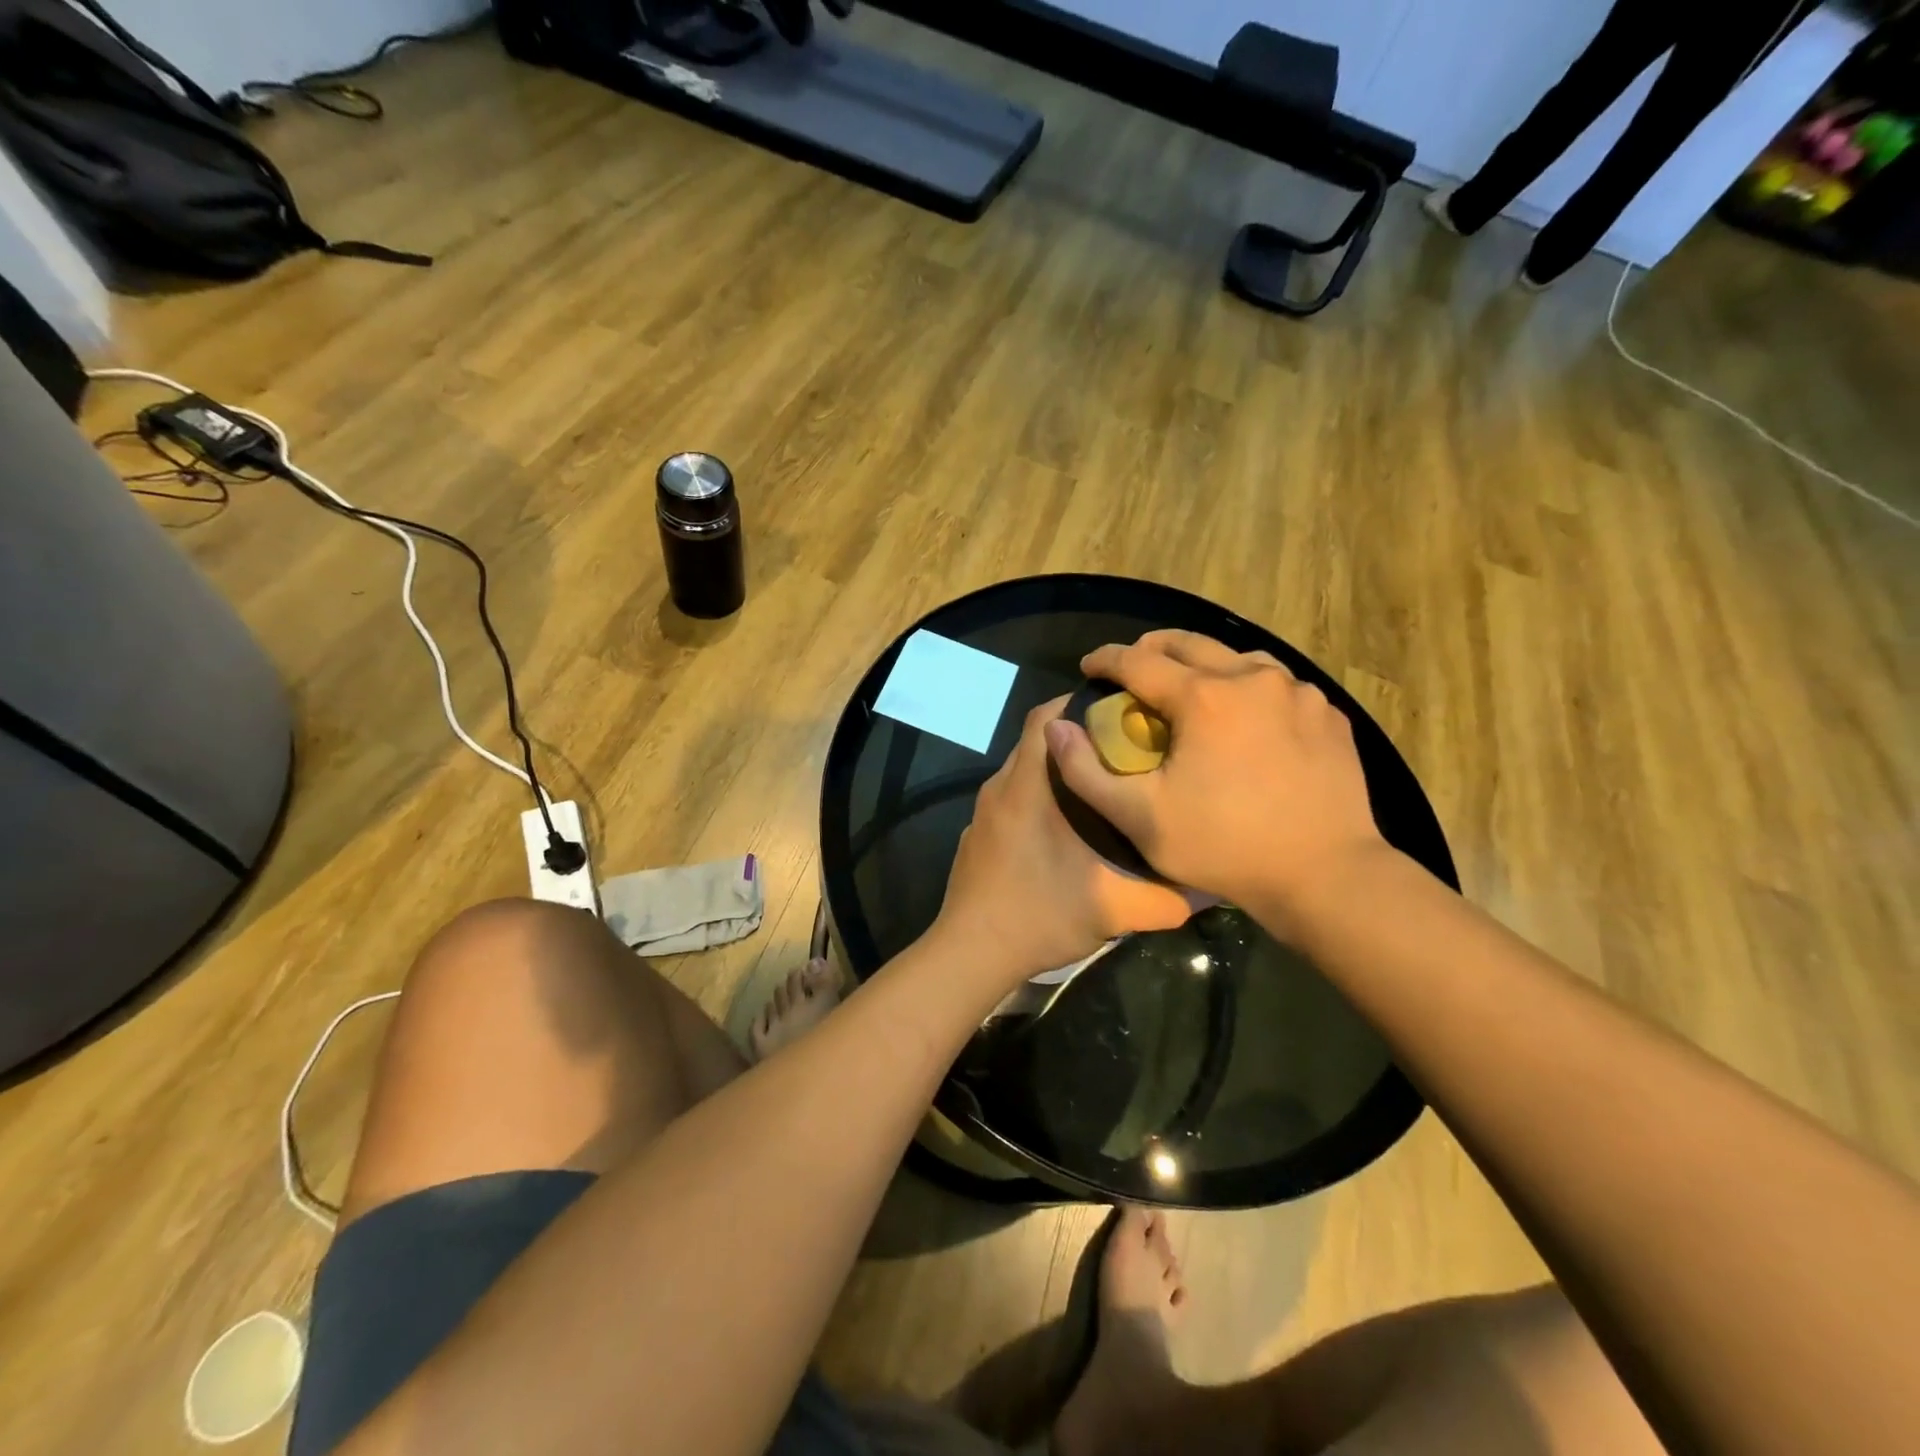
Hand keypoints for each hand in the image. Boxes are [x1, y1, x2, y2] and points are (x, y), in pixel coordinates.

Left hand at [933, 698, 1193, 986]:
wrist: (970, 953)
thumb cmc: (1037, 916)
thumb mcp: (1110, 909)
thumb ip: (1164, 897)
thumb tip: (1212, 887)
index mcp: (1026, 788)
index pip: (1045, 718)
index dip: (1079, 704)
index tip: (1121, 711)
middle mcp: (1000, 788)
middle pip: (1038, 740)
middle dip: (1079, 736)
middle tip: (1126, 748)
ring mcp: (985, 813)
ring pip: (1025, 770)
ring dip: (1060, 769)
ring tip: (1106, 785)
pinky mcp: (979, 834)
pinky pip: (1013, 797)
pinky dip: (1040, 795)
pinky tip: (1068, 827)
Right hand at [1043, 631, 1386, 916]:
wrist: (1326, 875)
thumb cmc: (1224, 846)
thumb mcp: (1138, 819)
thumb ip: (1085, 771)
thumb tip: (1056, 727)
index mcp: (1203, 696)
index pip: (1138, 660)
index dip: (1105, 659)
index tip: (1088, 667)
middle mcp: (1252, 678)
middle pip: (1189, 642)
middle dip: (1151, 649)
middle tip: (1130, 669)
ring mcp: (1297, 693)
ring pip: (1238, 657)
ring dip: (1204, 665)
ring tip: (1190, 689)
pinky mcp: (1327, 714)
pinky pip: (1277, 686)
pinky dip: (1248, 690)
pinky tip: (1244, 720)